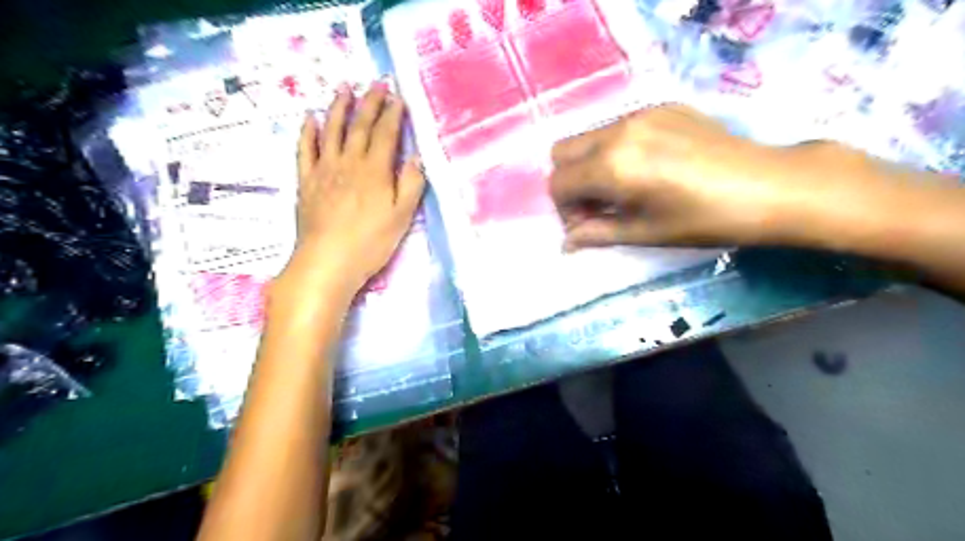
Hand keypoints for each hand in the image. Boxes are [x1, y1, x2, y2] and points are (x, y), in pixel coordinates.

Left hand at [283, 81, 423, 291]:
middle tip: (376, 83)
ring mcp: (324, 169)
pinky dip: (308, 131)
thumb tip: (416, 158)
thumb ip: (410, 185)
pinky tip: (310, 118)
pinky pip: (305, 149)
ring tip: (344, 87)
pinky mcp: (306, 181)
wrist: (327, 261)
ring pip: (331, 130)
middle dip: (370, 103)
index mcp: (375, 171)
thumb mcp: (401, 217)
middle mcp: (349, 162)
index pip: (386, 134)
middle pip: (360, 126)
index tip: (398, 97)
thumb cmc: (370, 243)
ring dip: (338, 107)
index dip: (393, 114)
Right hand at [550, 103, 858, 248]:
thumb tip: (565, 244)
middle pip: (562, 151)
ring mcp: (640, 113)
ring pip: (589, 137)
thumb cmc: (704, 220)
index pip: (558, 182)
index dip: (564, 209)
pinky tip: (647, 167)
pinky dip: (615, 149)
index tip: (587, 224)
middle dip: (570, 181)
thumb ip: (596, 234)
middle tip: (598, 204)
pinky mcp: (661, 106)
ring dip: (591, 165)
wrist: (769, 186)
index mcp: (612, 166)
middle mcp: (618, 131)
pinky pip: (618, 126)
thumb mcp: (644, 233)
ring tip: (623, 188)